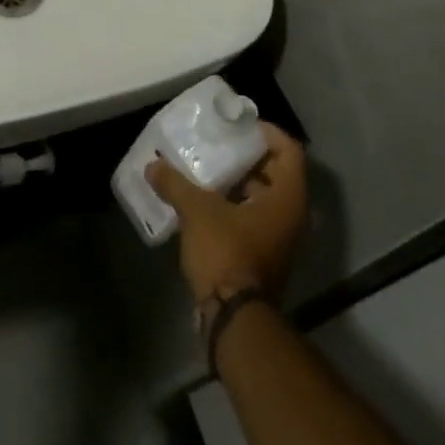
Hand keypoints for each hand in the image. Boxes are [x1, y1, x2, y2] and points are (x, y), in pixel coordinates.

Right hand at [146, 123, 306, 304]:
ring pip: (265, 198)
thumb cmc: (226, 253)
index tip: (240, 126)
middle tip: (220, 143)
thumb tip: (152, 166)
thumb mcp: (197, 211)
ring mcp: (280, 240)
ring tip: (207, 169)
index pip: (290, 151)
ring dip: (240, 183)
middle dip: (249, 156)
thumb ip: (175, 184)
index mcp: (287, 198)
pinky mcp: (264, 257)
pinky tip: (204, 202)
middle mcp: (292, 217)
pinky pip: (255, 219)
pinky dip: (235, 206)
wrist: (233, 319)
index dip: (268, 133)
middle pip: (278, 173)